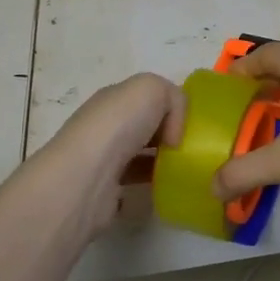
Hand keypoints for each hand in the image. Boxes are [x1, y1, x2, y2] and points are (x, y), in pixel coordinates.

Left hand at [34, 73, 185, 237]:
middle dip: (168, 134)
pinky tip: (168, 188)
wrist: (86, 177)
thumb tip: (173, 133)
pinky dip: (151, 185)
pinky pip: (135, 184)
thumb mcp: (153, 89)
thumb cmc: (119, 125)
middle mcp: (105, 126)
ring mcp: (103, 160)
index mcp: (114, 99)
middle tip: (192, 147)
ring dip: (161, 161)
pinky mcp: (106, 191)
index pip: (146, 97)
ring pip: (139, 155)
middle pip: (143, 126)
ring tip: (186, 169)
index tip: (191, 124)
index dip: (170, 107)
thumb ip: (174, 98)